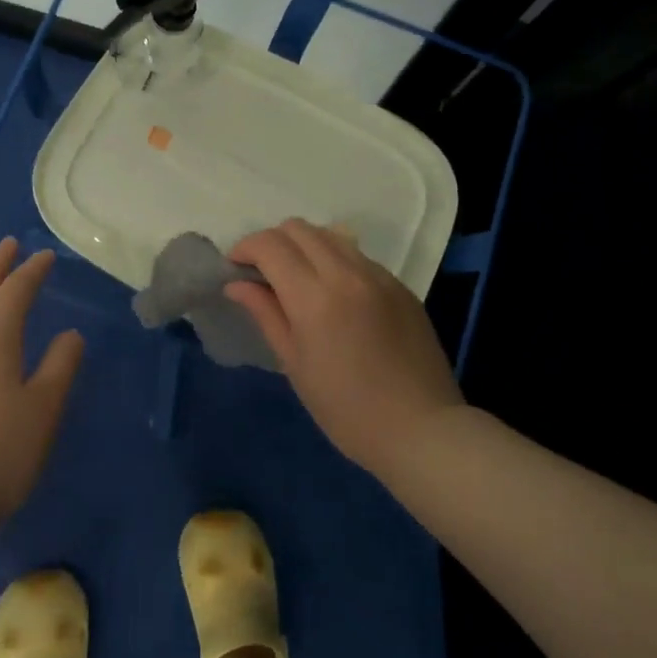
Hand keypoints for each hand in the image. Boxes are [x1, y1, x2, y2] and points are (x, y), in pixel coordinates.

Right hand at [226, 218, 462, 478]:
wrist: (421, 429)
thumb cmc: (346, 409)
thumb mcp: (295, 364)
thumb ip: (265, 313)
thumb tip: (237, 283)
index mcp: (315, 297)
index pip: (270, 245)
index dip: (245, 248)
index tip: (235, 267)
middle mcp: (346, 273)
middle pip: (298, 228)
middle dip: (272, 242)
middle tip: (262, 272)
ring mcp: (378, 275)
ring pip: (330, 235)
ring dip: (304, 246)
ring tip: (297, 278)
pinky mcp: (399, 284)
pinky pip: (358, 256)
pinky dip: (335, 261)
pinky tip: (335, 294)